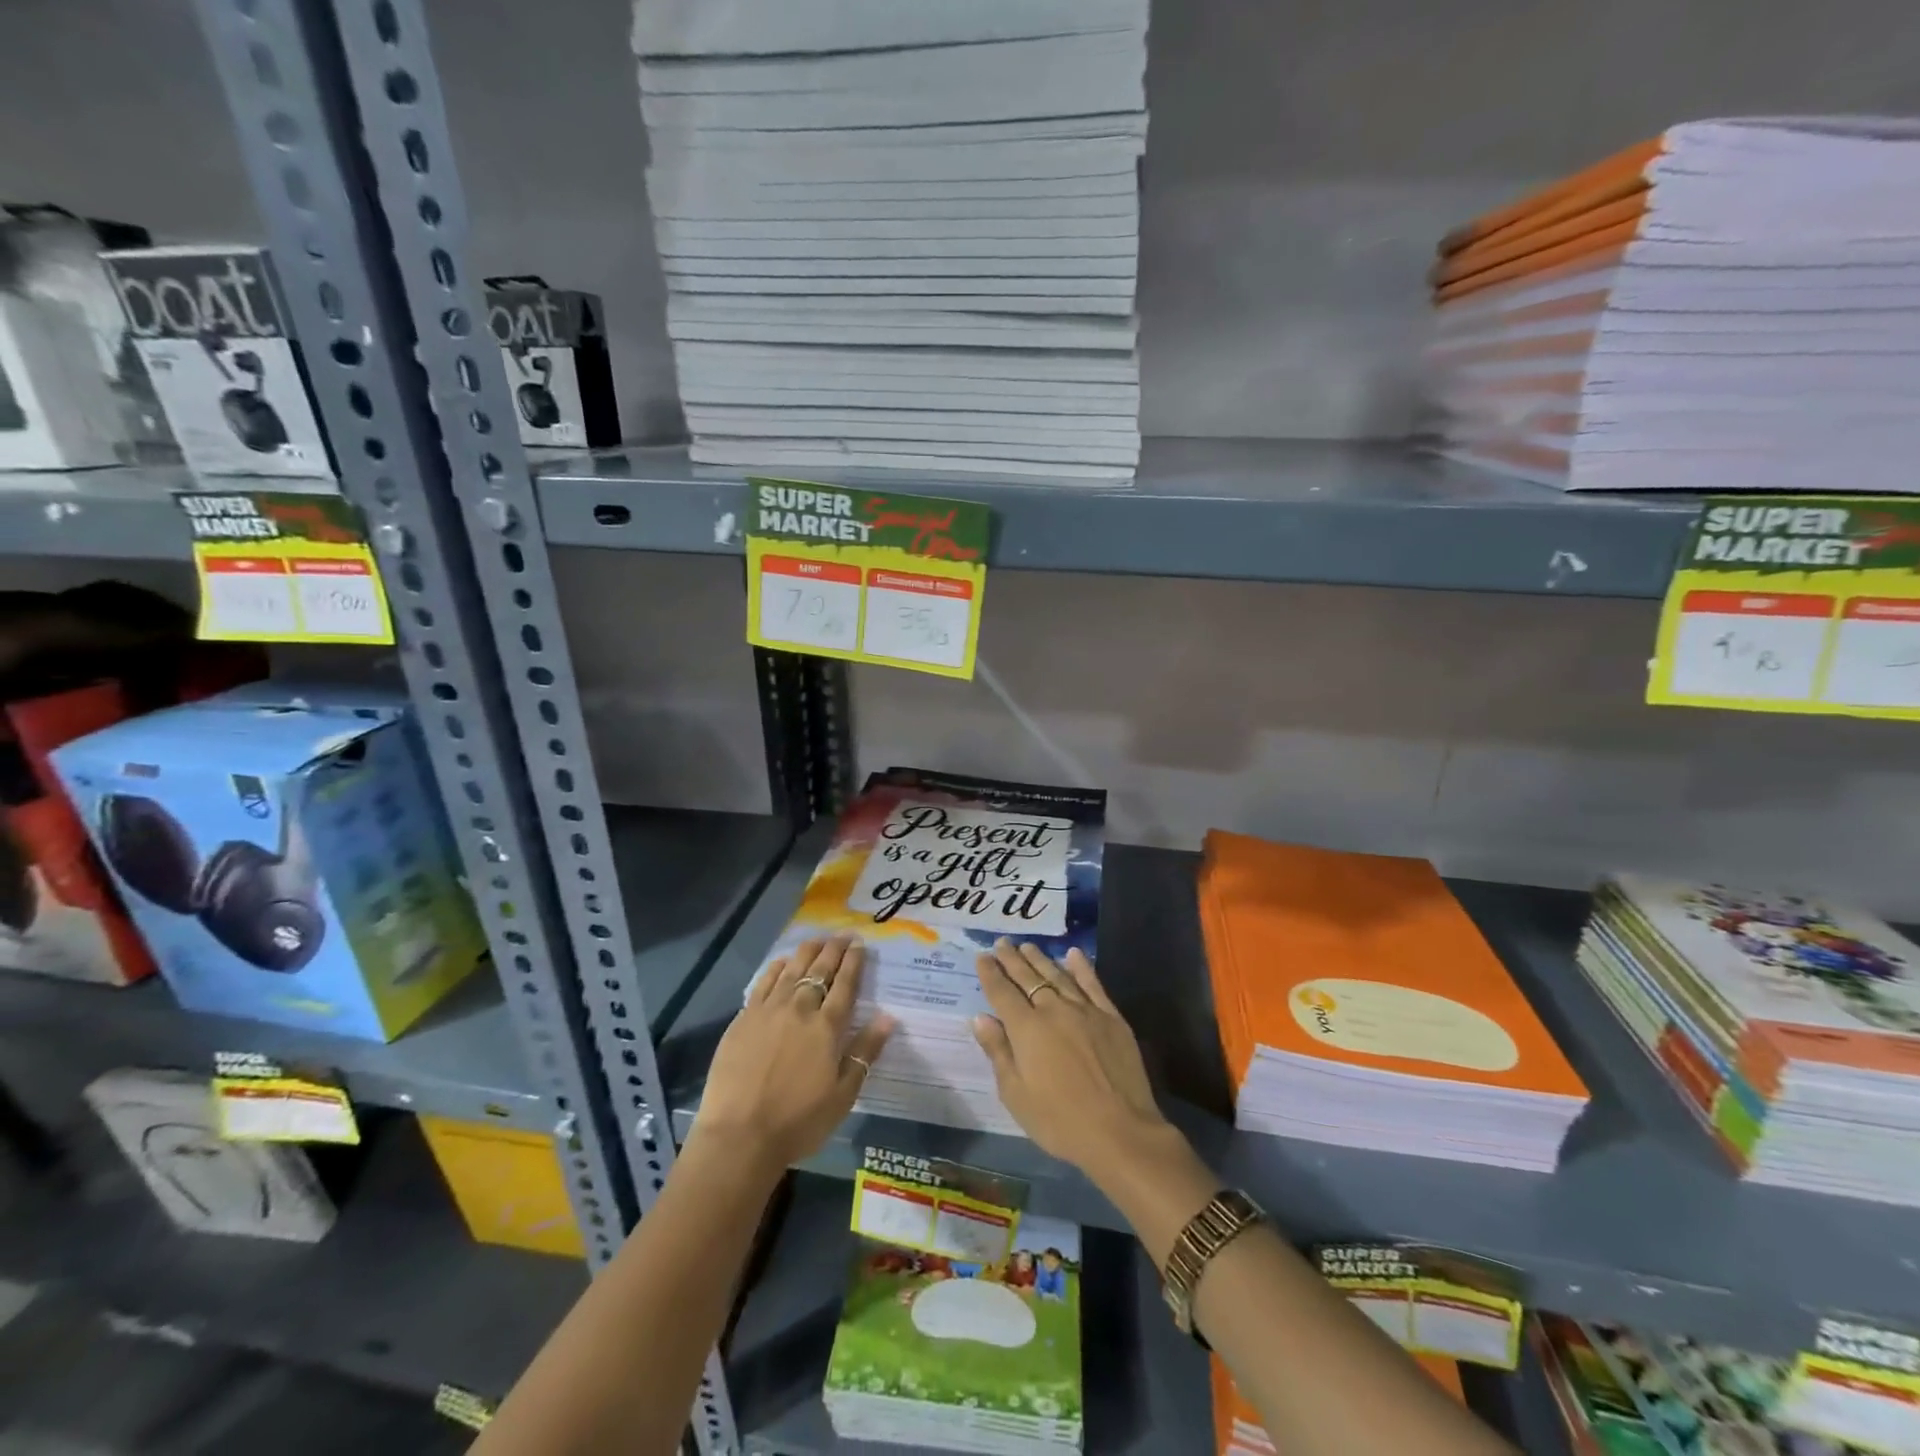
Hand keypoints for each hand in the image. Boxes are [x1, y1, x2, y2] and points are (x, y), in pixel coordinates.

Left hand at [695, 936, 894, 1173]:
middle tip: (843, 934)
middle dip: (834, 949)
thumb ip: (865, 1051)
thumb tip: (888, 1016)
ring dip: (807, 951)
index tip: (860, 944)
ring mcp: (769, 1010)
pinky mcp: (744, 1018)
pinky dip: (776, 967)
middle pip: (820, 970)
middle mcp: (800, 1009)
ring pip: (792, 969)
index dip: (854, 961)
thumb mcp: (843, 1094)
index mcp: (827, 1027)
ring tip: (817, 939)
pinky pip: (764, 982)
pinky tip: (782, 961)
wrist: (740, 1135)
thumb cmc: (799, 1121)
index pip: (845, 984)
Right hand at [970, 939, 1171, 1179]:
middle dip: (1012, 959)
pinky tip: (1073, 954)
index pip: (1002, 993)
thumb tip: (980, 1018)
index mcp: (1026, 1029)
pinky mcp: (1111, 1017)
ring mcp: (1085, 1010)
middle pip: (1028, 978)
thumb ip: (998, 1052)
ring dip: (1040, 959)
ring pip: (1057, 975)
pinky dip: (1081, 967)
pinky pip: (1093, 984)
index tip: (982, 956)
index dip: (990, 973)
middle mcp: (1054, 1010)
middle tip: (1002, 942)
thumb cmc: (1060, 1121)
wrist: (1120, 1131)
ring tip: (1028, 945)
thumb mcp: (1016, 1095)